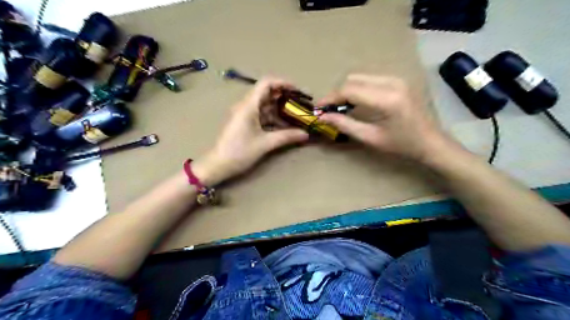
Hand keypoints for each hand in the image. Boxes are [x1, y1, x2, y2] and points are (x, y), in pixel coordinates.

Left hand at [193, 76, 309, 184]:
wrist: (218, 164)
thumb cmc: (239, 152)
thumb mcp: (265, 144)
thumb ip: (286, 137)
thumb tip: (305, 134)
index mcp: (248, 106)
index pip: (266, 83)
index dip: (283, 83)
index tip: (297, 91)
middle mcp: (246, 106)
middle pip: (267, 93)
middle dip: (285, 97)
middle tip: (300, 105)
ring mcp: (244, 114)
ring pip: (265, 105)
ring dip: (280, 109)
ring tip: (295, 116)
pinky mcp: (244, 122)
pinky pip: (261, 115)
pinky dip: (273, 118)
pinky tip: (284, 125)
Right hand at [319, 74, 447, 162]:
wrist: (431, 142)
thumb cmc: (402, 145)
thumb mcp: (371, 138)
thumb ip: (345, 125)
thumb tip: (323, 116)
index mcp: (387, 98)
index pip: (349, 90)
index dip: (330, 98)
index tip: (319, 108)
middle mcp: (392, 82)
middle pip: (353, 79)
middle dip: (337, 94)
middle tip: (329, 110)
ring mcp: (397, 78)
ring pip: (360, 77)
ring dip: (347, 90)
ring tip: (341, 107)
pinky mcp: (398, 80)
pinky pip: (370, 79)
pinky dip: (358, 89)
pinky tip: (356, 103)